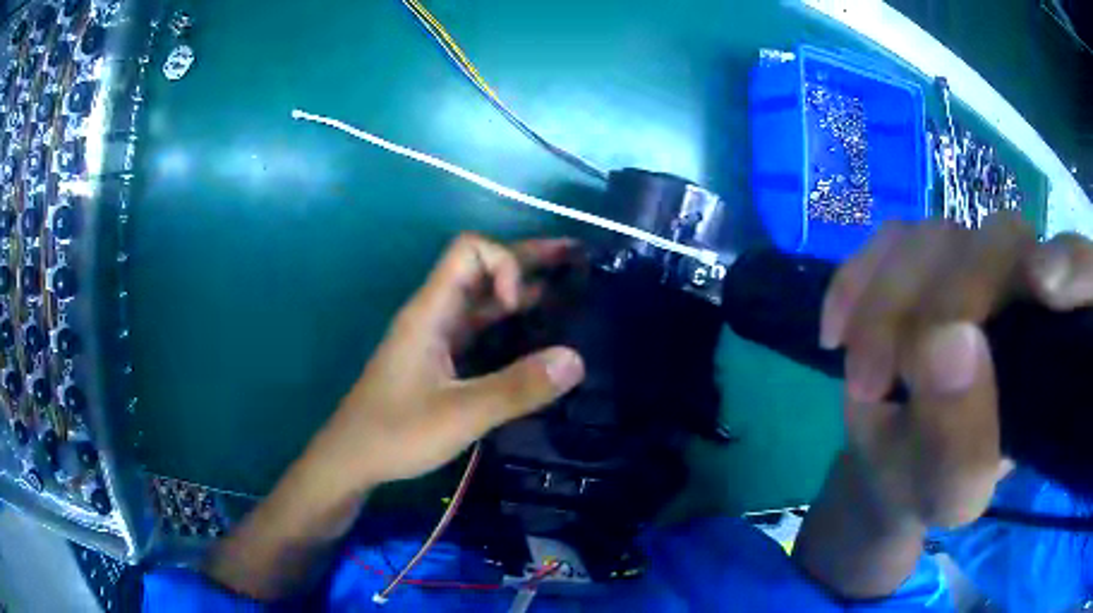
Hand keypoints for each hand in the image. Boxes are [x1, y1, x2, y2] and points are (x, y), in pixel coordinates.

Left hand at [204, 234, 585, 599]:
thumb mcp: (460, 414)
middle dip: (527, 260)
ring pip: (482, 299)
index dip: (503, 264)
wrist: (352, 459)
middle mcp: (434, 314)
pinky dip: (510, 323)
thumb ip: (516, 388)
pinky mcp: (439, 360)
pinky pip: (479, 329)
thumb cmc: (396, 433)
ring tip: (569, 292)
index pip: (469, 250)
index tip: (518, 306)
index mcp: (430, 311)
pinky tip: (537, 336)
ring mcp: (436, 337)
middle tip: (575, 259)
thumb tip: (577, 359)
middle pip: (481, 268)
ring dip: (522, 291)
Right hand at [820, 214, 1092, 528]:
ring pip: (937, 235)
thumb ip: (963, 441)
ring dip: (886, 303)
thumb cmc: (932, 482)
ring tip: (861, 379)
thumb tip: (948, 343)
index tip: (1043, 288)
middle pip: (999, 242)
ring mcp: (969, 262)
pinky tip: (836, 333)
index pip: (1083, 271)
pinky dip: (856, 282)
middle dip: (937, 304)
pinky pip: (889, 240)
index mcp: (1050, 344)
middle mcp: (1021, 287)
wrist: (893, 462)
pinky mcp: (922, 258)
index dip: (1074, 264)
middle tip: (882, 384)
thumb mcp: (950, 491)